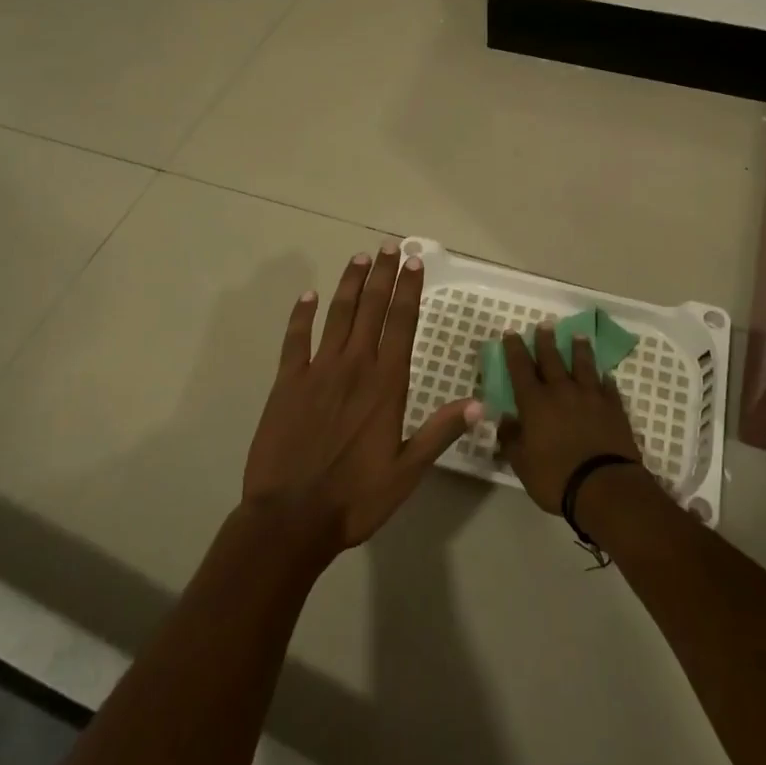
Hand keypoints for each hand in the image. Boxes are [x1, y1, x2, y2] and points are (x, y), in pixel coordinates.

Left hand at [242, 244, 479, 555]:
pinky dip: (301, 315)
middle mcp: (354, 366)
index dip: (409, 290)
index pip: (401, 323)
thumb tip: (478, 404)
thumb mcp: (407, 472)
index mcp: (386, 384)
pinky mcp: (287, 382)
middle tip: (389, 246)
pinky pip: (295, 339)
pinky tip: (308, 296)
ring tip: (359, 257)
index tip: (414, 262)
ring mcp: (317, 370)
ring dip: (350, 284)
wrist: (291, 518)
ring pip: (337, 315)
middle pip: (372, 309)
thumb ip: (439, 433)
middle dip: (382, 275)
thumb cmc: (355, 499)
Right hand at [495, 325, 645, 514]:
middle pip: (552, 359)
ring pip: (583, 365)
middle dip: (546, 341)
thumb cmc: (556, 477)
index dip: (514, 349)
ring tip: (578, 336)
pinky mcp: (614, 408)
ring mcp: (591, 397)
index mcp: (535, 402)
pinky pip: (608, 387)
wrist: (605, 487)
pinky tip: (605, 375)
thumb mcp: (522, 463)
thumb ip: (511, 438)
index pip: (520, 368)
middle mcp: (562, 391)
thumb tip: (504, 419)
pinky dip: (605, 379)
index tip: (510, 333)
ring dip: (579, 349)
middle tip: (545, 324)